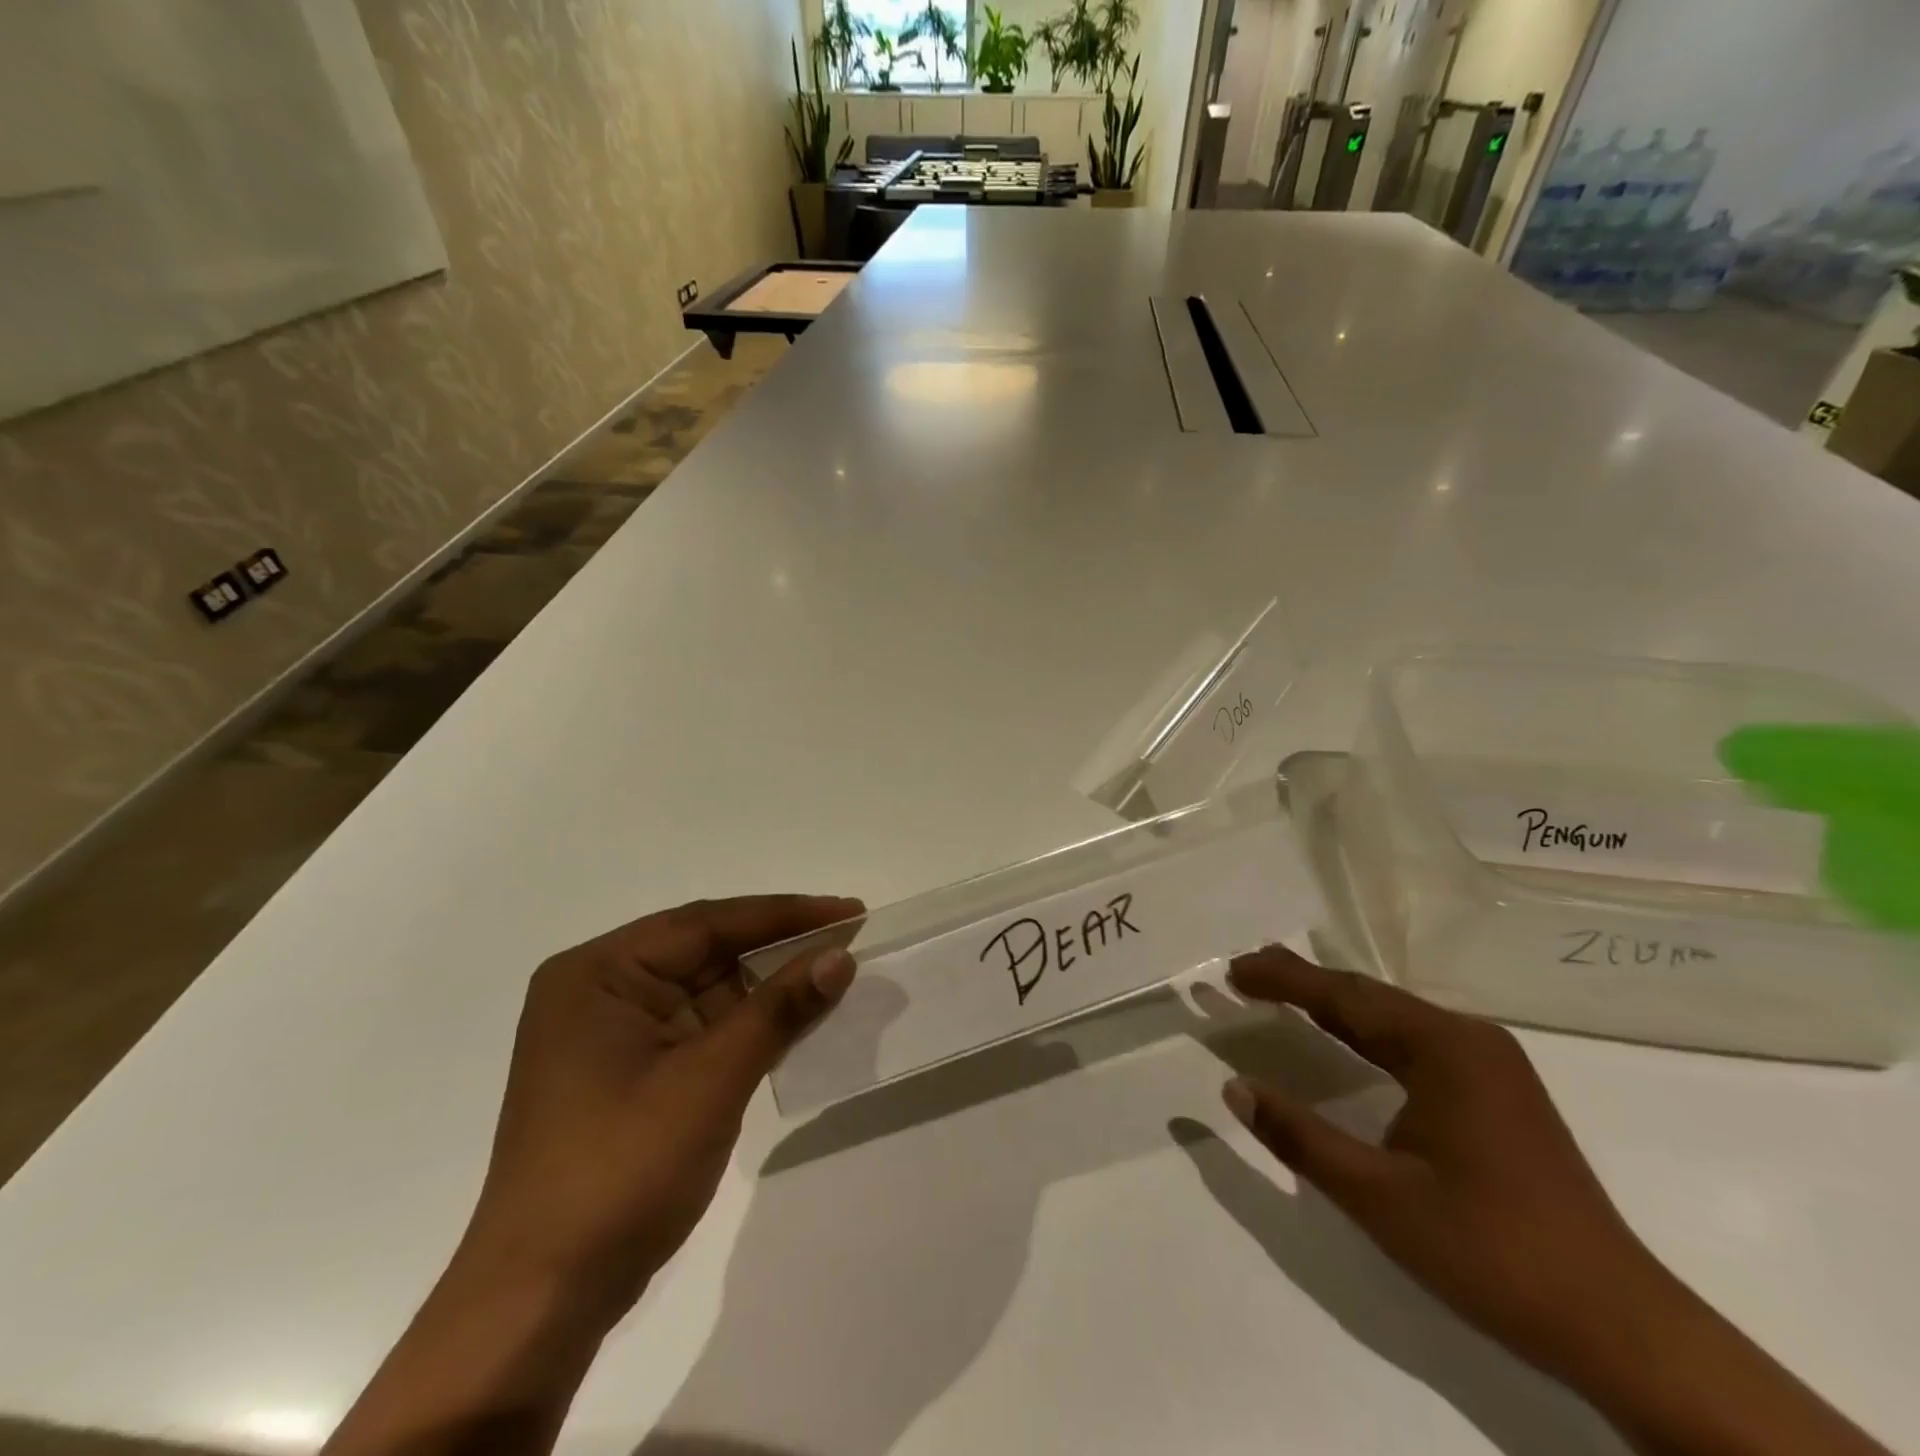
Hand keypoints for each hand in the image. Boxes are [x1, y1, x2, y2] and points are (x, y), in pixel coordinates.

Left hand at [324, 895, 862, 1455]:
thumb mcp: (709, 1081)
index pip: (706, 924)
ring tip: (836, 971)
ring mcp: (616, 1034)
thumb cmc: (620, 1171)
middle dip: (779, 946)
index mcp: (599, 974)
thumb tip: (840, 957)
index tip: (848, 910)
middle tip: (849, 934)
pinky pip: (704, 1027)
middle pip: (707, 949)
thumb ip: (777, 1011)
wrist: (543, 1301)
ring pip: (710, 988)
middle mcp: (602, 990)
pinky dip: (751, 1023)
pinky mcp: (633, 1071)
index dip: (785, 914)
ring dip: (770, 986)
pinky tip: (798, 1017)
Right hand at [1219, 945, 1661, 1382]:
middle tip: (1246, 971)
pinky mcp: (1498, 1090)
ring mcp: (1490, 1064)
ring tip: (1281, 989)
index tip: (1232, 972)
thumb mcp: (1379, 1198)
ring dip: (1334, 1002)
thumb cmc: (1492, 1253)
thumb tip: (1235, 1087)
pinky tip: (1346, 1034)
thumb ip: (1300, 1137)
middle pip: (1369, 996)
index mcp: (1443, 1049)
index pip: (1345, 998)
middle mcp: (1469, 1039)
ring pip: (1393, 1015)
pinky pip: (1415, 1039)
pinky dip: (1366, 1029)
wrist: (1622, 1327)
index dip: (1283, 980)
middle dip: (1304, 981)